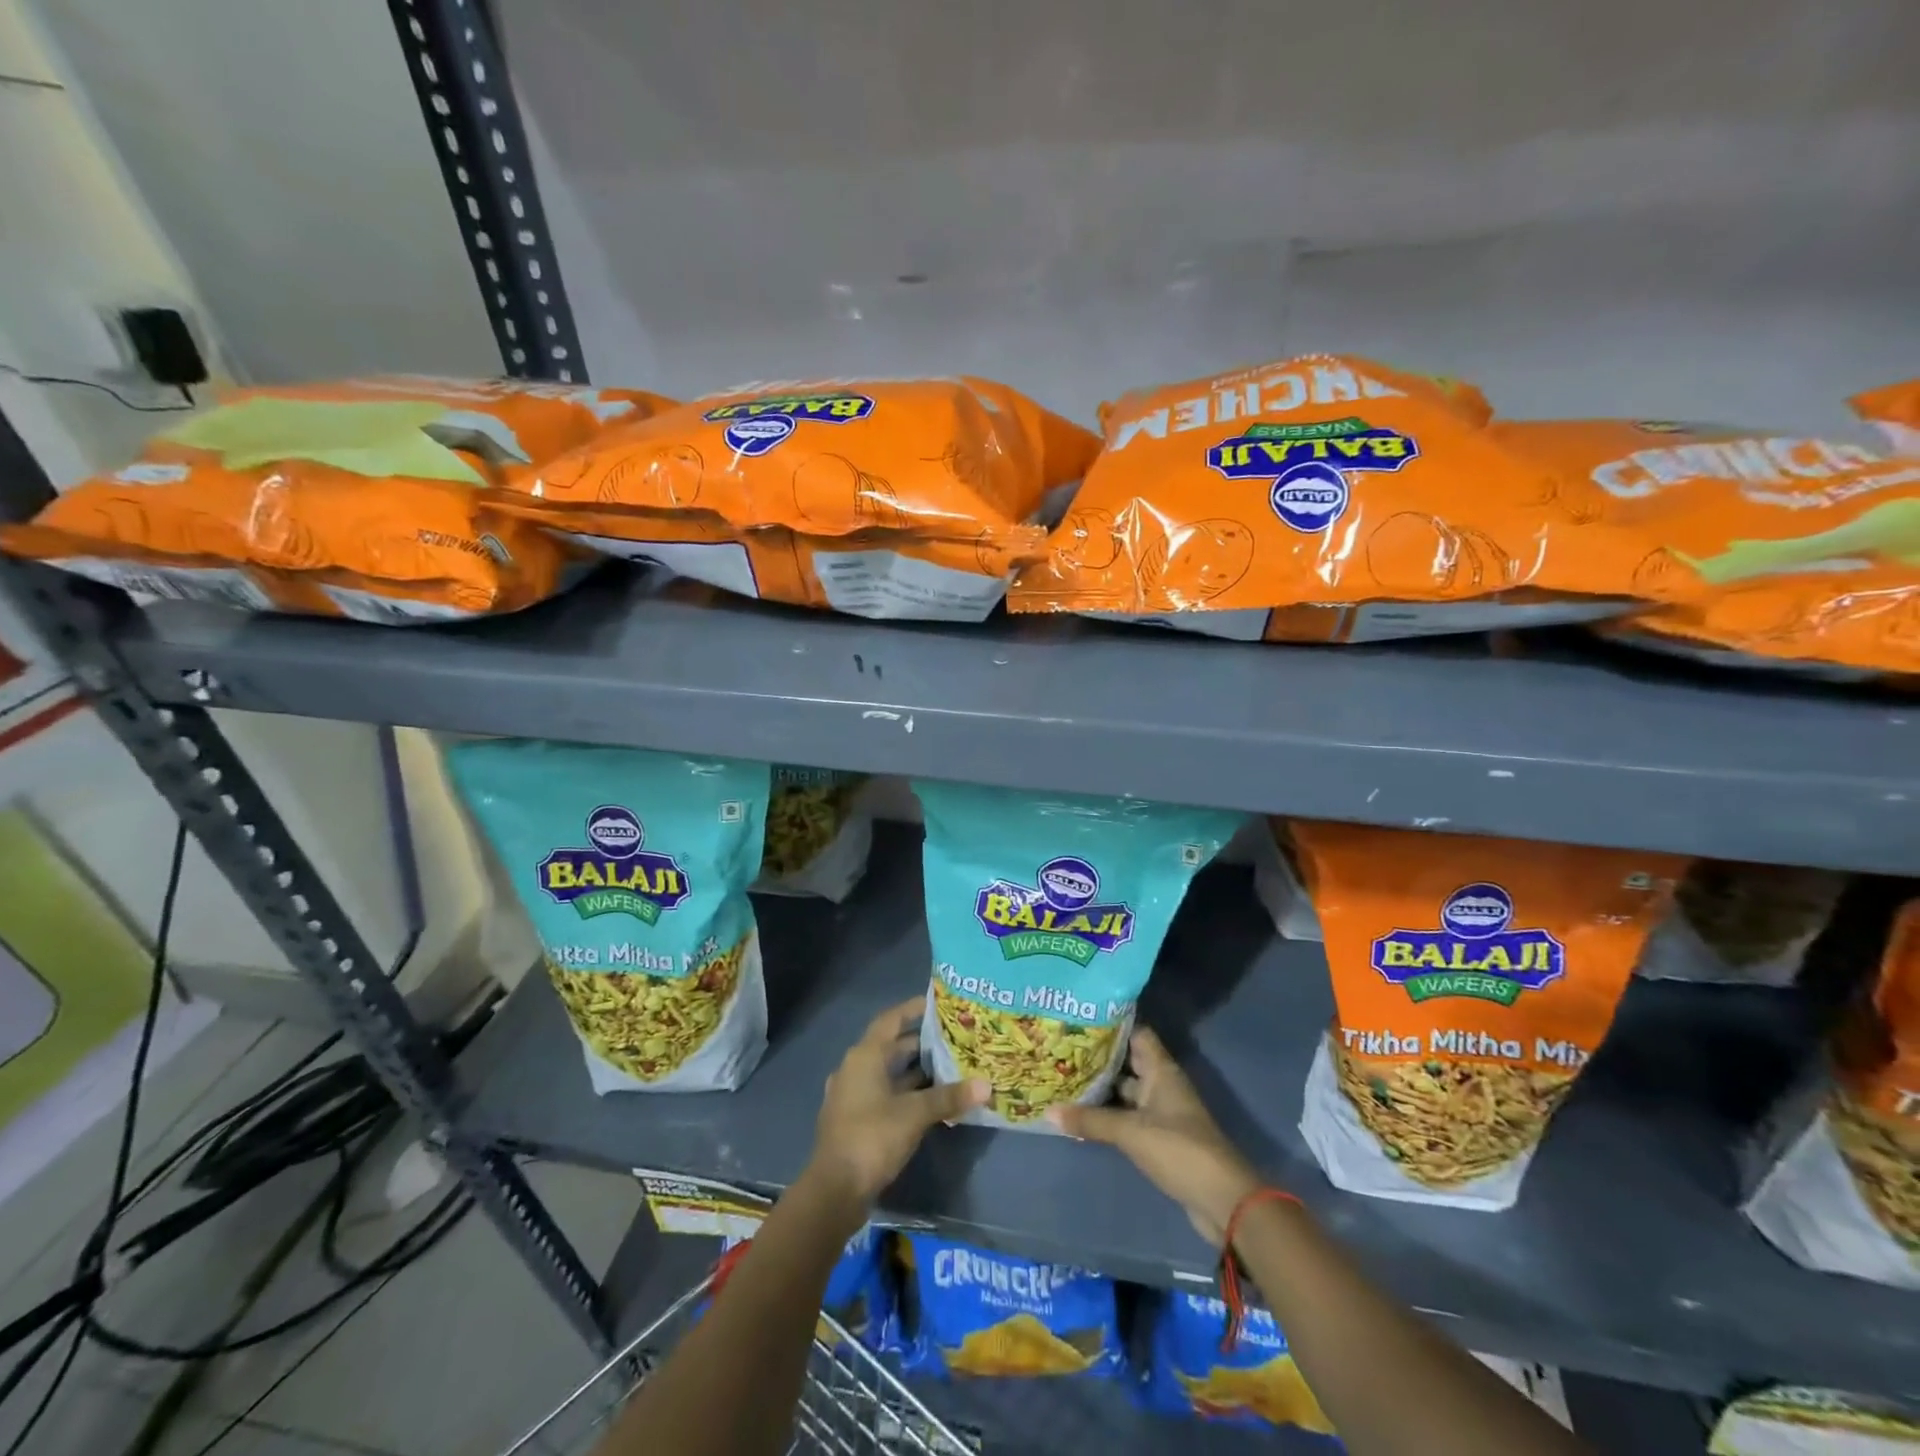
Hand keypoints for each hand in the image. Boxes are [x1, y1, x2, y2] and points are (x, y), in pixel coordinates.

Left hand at [808, 996, 987, 1206]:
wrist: (835, 1191)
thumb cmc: (872, 1138)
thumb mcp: (914, 1114)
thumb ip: (949, 1097)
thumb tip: (986, 1085)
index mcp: (864, 1056)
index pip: (891, 1020)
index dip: (913, 1009)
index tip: (938, 1004)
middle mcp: (856, 1069)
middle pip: (891, 1047)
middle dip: (921, 1043)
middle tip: (954, 1038)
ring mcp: (854, 1096)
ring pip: (889, 1073)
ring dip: (916, 1071)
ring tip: (951, 1067)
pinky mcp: (857, 1120)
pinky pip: (886, 1095)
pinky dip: (907, 1093)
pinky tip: (932, 1101)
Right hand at [1048, 1025, 1260, 1244]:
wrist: (1222, 1199)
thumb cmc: (1178, 1149)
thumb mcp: (1130, 1132)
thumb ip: (1091, 1121)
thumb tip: (1048, 1111)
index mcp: (1161, 1070)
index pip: (1136, 1033)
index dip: (1112, 1023)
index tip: (1081, 1016)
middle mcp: (1162, 1084)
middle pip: (1128, 1061)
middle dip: (1099, 1056)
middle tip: (1062, 1046)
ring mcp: (1162, 1112)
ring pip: (1126, 1091)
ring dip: (1102, 1087)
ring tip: (1064, 1076)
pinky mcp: (1160, 1137)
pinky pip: (1129, 1116)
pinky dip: (1109, 1114)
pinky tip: (1082, 1114)